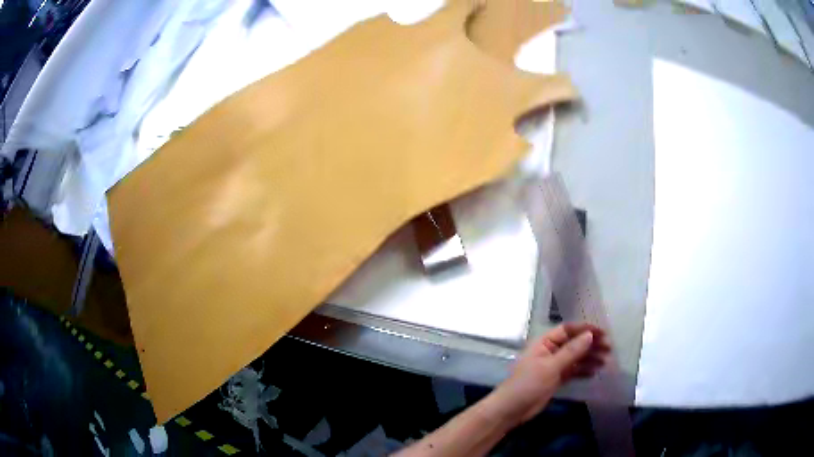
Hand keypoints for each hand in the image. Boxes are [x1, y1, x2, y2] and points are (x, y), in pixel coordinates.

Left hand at [488, 323, 610, 425]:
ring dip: (590, 358)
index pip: (567, 330)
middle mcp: (550, 352)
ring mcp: (553, 366)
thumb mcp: (550, 367)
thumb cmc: (527, 385)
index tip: (603, 332)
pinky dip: (583, 370)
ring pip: (575, 358)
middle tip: (609, 348)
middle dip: (591, 344)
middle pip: (574, 343)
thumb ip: (571, 351)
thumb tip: (590, 335)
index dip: (585, 329)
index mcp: (544, 343)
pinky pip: (573, 371)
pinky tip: (595, 372)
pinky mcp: (555, 380)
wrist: (511, 410)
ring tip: (606, 361)